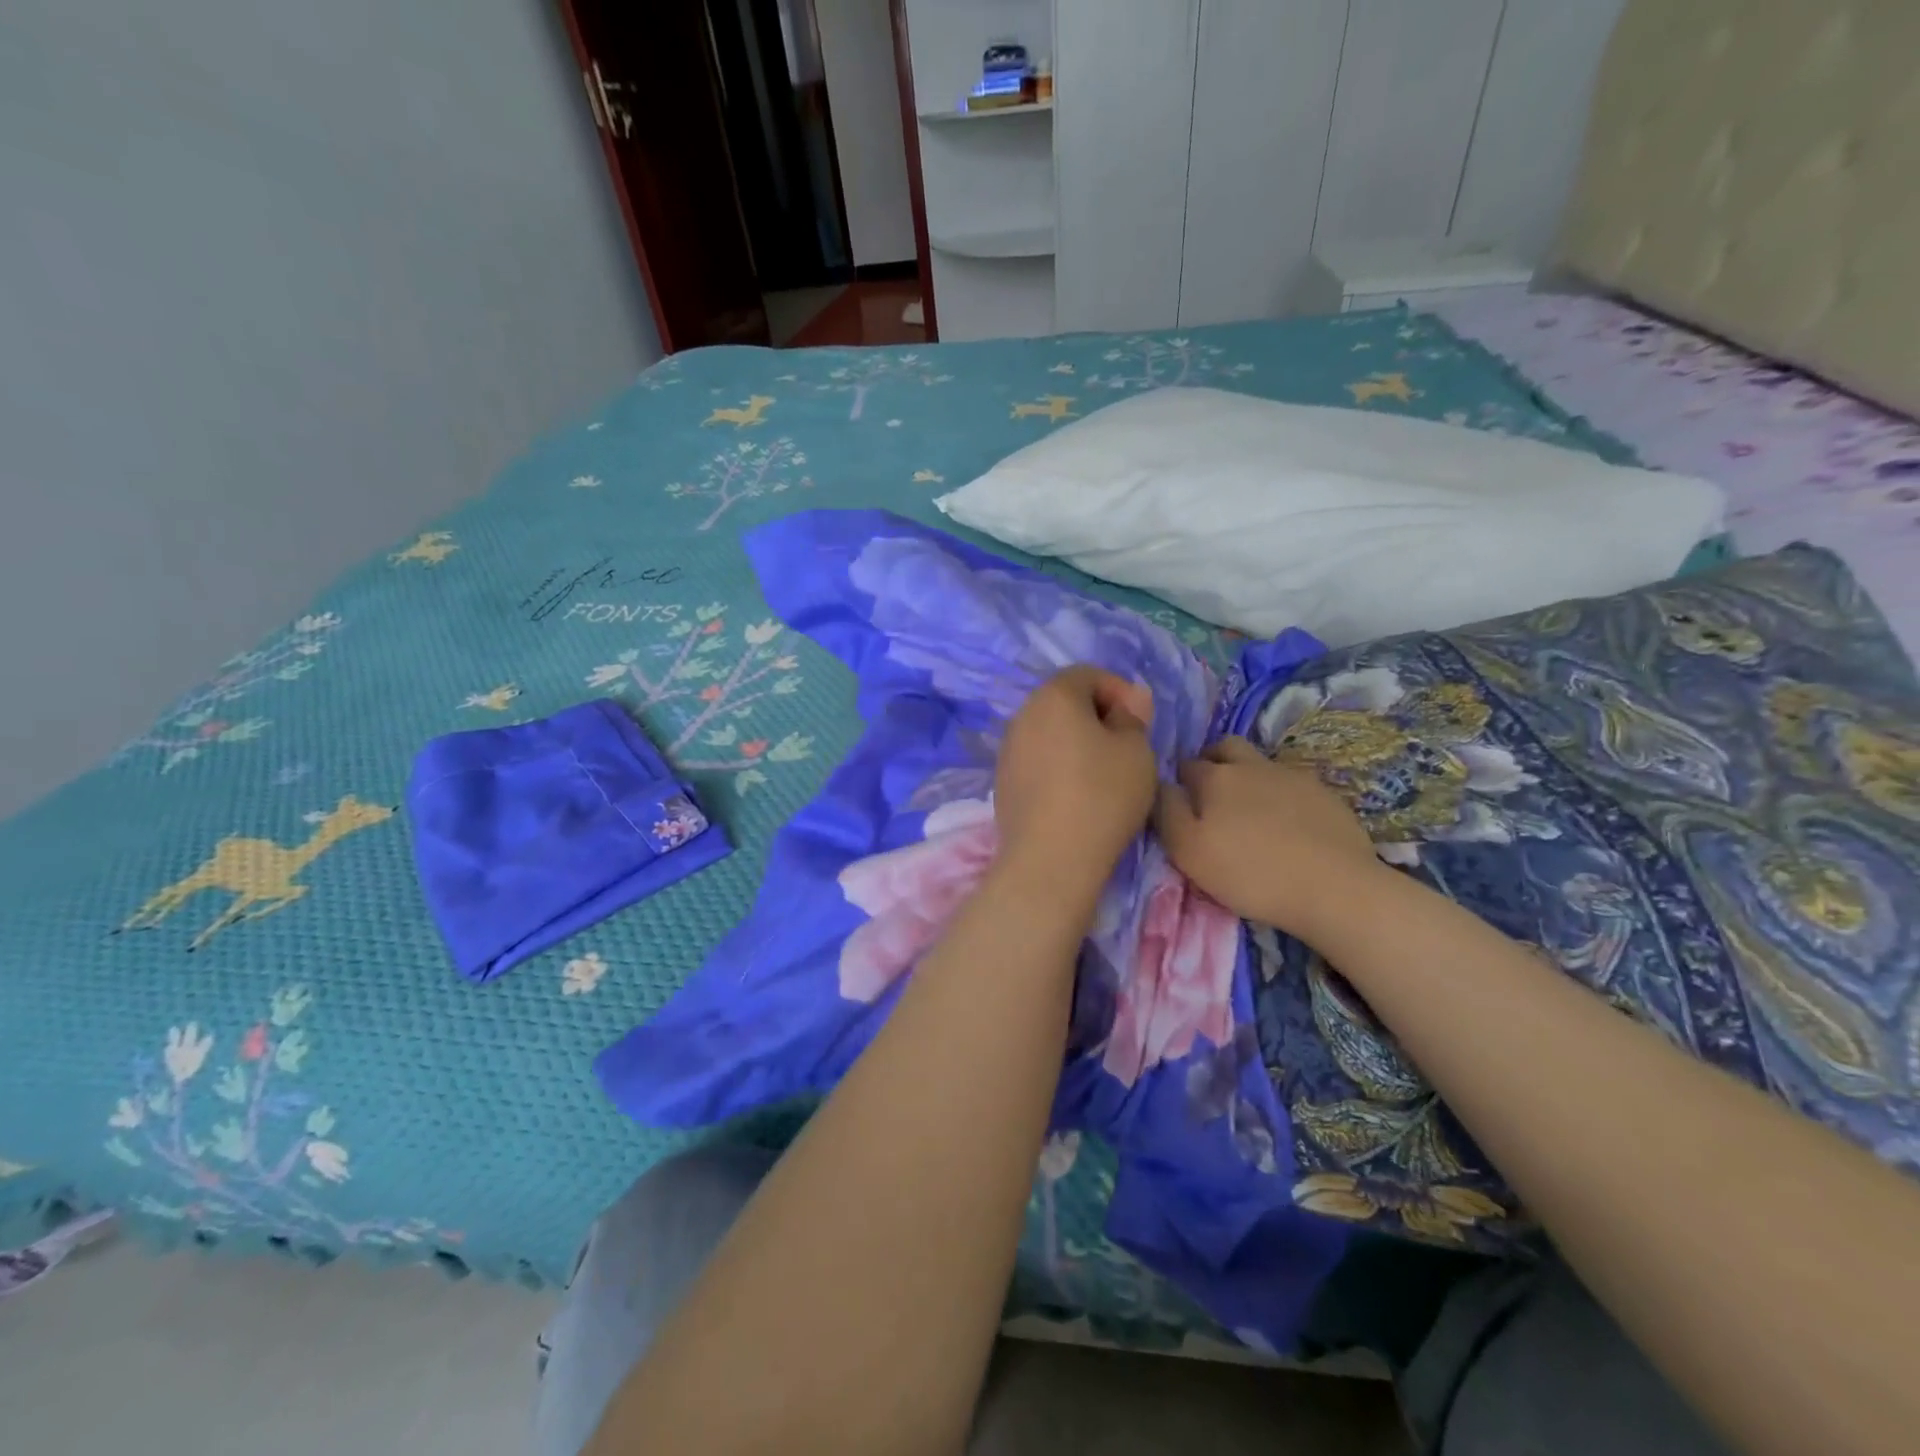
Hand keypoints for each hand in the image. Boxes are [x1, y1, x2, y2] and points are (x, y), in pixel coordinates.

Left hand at [995, 666, 1157, 895]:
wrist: (1050, 859)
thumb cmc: (1102, 795)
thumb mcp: (1136, 751)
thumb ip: (1133, 717)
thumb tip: (1128, 701)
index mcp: (1053, 696)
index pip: (1087, 674)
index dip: (1119, 690)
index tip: (1140, 721)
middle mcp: (1022, 715)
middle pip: (1063, 701)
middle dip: (1096, 715)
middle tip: (1125, 745)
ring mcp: (1007, 750)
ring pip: (1048, 732)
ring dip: (1076, 742)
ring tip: (1103, 772)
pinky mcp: (1003, 783)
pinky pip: (1036, 760)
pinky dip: (1058, 766)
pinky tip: (1076, 795)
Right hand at [1154, 737, 1380, 940]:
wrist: (1334, 887)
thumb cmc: (1250, 873)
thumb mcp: (1188, 851)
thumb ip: (1167, 812)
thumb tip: (1162, 785)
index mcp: (1214, 777)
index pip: (1186, 765)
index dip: (1179, 780)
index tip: (1180, 801)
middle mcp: (1252, 766)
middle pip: (1226, 747)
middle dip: (1213, 760)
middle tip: (1210, 791)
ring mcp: (1292, 776)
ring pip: (1261, 763)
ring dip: (1249, 777)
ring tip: (1249, 810)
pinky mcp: (1325, 794)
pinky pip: (1292, 784)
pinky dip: (1281, 795)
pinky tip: (1286, 823)